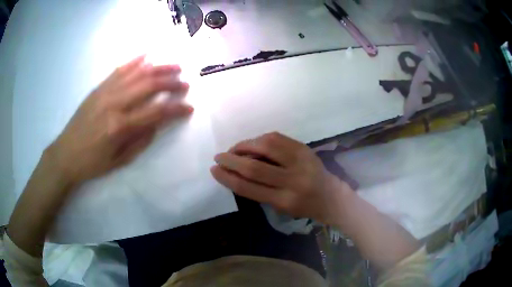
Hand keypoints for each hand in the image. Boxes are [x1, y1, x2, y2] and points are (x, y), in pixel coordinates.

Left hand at [50, 56, 192, 184]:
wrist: (65, 154)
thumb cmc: (92, 163)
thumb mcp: (119, 161)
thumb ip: (141, 140)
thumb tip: (157, 123)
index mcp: (120, 127)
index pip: (156, 112)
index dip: (176, 109)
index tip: (189, 107)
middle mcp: (115, 104)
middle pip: (149, 85)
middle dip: (171, 82)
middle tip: (185, 83)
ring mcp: (105, 92)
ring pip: (137, 73)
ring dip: (159, 68)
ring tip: (175, 66)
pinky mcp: (98, 88)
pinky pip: (119, 70)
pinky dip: (134, 61)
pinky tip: (147, 55)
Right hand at [211, 132, 351, 223]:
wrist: (331, 196)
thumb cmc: (303, 206)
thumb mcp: (280, 206)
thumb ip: (258, 190)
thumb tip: (236, 170)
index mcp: (285, 200)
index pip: (249, 188)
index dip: (227, 177)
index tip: (214, 170)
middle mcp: (293, 180)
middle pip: (254, 167)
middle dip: (231, 160)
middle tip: (219, 157)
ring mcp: (301, 161)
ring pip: (265, 146)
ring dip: (244, 146)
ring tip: (235, 150)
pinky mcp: (304, 148)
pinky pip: (277, 138)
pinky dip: (260, 140)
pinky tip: (253, 144)